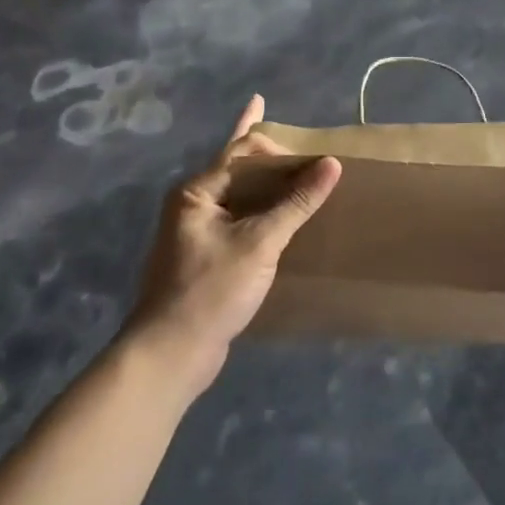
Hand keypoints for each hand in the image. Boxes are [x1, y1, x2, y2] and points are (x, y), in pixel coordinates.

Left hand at [126, 95, 340, 395]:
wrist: (171, 354)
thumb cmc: (211, 291)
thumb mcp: (259, 243)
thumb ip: (296, 202)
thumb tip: (332, 164)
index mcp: (197, 191)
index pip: (243, 150)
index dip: (281, 151)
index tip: (315, 165)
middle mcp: (195, 203)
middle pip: (243, 169)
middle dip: (276, 160)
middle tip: (314, 159)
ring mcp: (200, 230)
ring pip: (244, 196)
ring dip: (273, 185)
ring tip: (305, 174)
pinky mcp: (211, 255)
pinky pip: (244, 221)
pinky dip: (267, 213)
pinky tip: (285, 214)